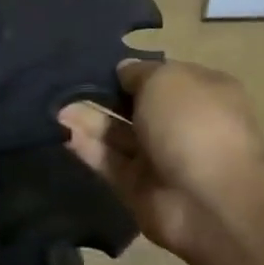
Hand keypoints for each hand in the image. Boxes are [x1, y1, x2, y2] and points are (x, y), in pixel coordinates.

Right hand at [60, 59, 263, 256]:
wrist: (208, 199)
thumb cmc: (193, 124)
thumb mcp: (167, 80)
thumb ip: (139, 73)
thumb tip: (122, 71)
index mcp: (199, 93)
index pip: (158, 77)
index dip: (128, 71)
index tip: (94, 65)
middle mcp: (179, 123)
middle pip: (133, 107)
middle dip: (102, 95)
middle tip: (64, 85)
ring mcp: (157, 157)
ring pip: (115, 134)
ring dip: (87, 120)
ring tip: (55, 106)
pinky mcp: (135, 186)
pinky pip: (107, 161)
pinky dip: (86, 147)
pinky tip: (61, 131)